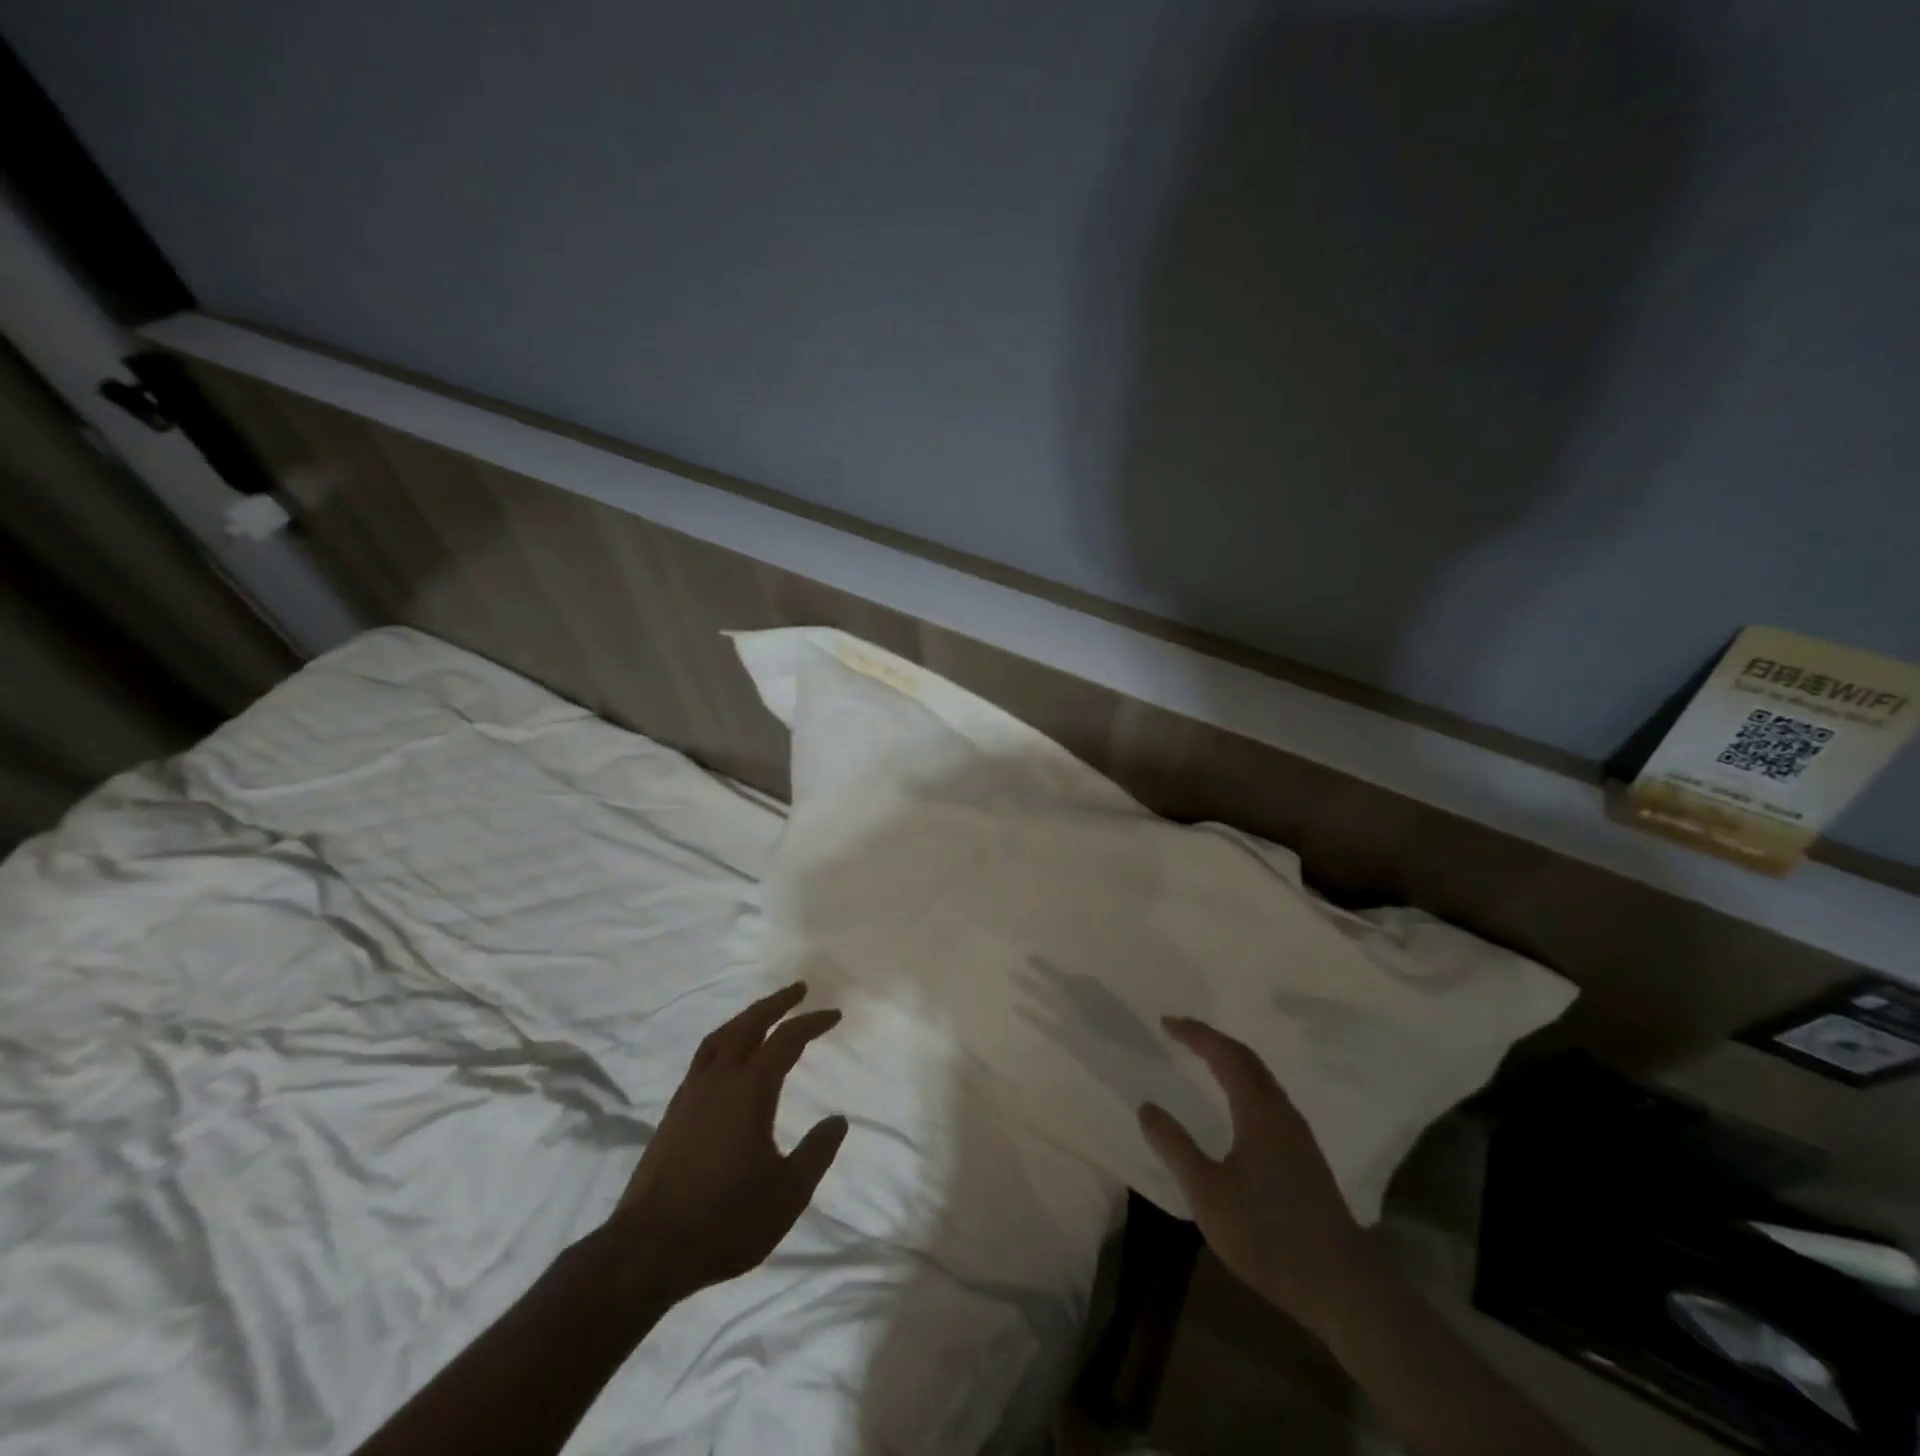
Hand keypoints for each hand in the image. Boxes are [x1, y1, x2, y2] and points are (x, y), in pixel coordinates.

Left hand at [606, 983, 847, 1304]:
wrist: (647, 1250)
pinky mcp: (672, 1113)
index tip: (834, 1015)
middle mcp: (719, 1080)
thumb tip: (838, 1120)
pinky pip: (702, 1058)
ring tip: (763, 1014)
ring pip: (720, 1037)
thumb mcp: (787, 1193)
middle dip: (776, 1003)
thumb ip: (816, 1152)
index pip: (787, 1040)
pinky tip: (727, 1059)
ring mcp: (690, 1094)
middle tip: (799, 990)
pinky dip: (723, 1042)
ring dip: (746, 1018)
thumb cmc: (726, 1220)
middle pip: (749, 1024)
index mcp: (750, 1089)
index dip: (812, 1023)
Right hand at [1138, 1016, 1379, 1335]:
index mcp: (1258, 1112)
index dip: (1195, 1034)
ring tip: (1202, 1058)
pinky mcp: (1306, 1156)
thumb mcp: (1207, 1193)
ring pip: (1262, 1078)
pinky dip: (1244, 1082)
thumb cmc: (1267, 1235)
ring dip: (1231, 1060)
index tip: (1166, 1023)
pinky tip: (1235, 1103)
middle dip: (1212, 1039)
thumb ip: (1175, 1147)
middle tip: (1180, 1032)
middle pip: (1248, 1059)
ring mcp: (1299, 1135)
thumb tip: (1146, 1106)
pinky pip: (1269, 1098)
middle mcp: (1282, 1113)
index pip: (1225, 1055)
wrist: (1342, 1287)